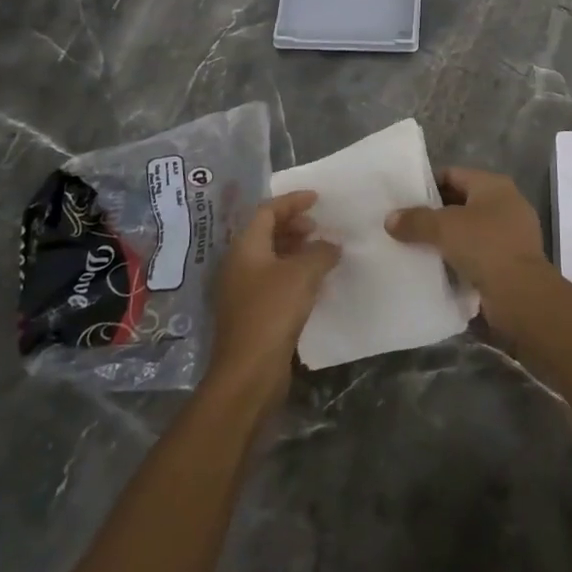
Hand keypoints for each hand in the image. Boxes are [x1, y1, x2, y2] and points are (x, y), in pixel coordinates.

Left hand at [206, 190, 339, 406]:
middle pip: (266, 233)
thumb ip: (321, 252)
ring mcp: (243, 291)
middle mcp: (239, 264)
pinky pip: (274, 281)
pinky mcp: (252, 314)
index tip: (317, 199)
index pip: (267, 211)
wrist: (248, 372)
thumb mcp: (302, 274)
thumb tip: (332, 244)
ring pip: (271, 258)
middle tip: (319, 228)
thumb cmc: (272, 312)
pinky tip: (314, 283)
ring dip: (296, 250)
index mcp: (245, 247)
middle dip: (294, 225)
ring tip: (322, 253)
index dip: (292, 202)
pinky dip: (294, 273)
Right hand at [385, 167, 547, 301]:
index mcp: (494, 185)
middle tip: (405, 224)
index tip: (403, 199)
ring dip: (447, 238)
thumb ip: (415, 220)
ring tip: (416, 246)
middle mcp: (506, 203)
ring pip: (469, 229)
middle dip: (435, 213)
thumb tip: (390, 219)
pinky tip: (438, 267)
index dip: (427, 184)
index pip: (453, 174)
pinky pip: (478, 253)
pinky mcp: (512, 261)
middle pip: (461, 202)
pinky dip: (460, 257)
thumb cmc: (485, 247)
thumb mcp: (444, 228)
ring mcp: (512, 233)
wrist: (522, 296)